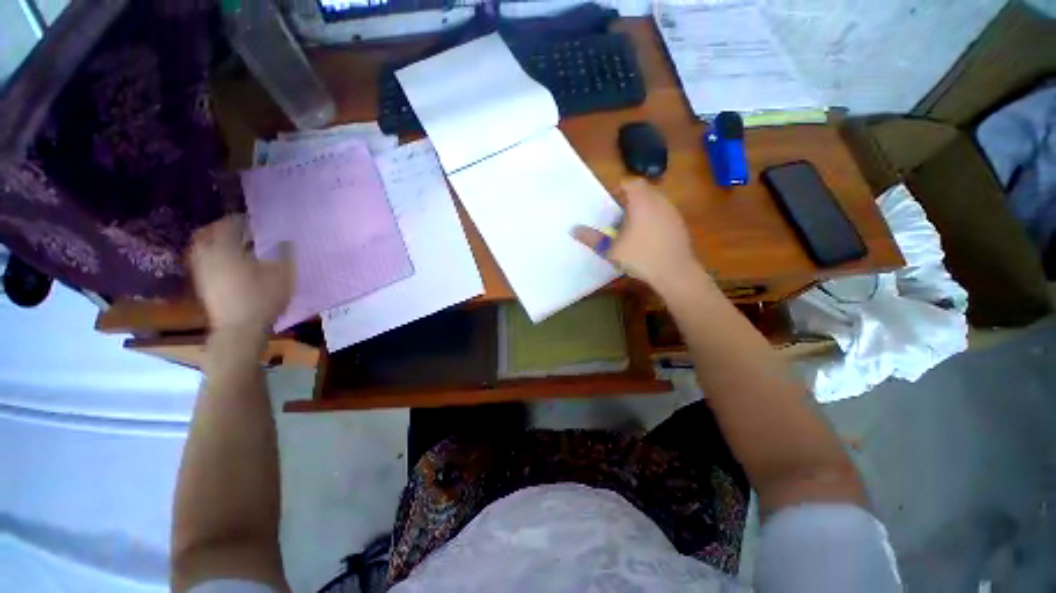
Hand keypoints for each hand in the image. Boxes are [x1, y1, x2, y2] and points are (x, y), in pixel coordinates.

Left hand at [189, 215, 293, 332]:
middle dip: (224, 228)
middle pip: (209, 232)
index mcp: (226, 248)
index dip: (243, 219)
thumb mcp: (282, 274)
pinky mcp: (202, 283)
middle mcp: (208, 254)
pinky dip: (214, 255)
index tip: (257, 221)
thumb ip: (284, 253)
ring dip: (217, 241)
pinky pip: (204, 259)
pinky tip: (229, 262)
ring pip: (203, 246)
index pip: (229, 223)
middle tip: (242, 230)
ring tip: (236, 245)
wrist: (240, 329)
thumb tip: (286, 240)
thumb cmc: (262, 298)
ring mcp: (202, 269)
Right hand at [574, 179, 702, 292]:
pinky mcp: (680, 224)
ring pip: (654, 202)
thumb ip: (592, 238)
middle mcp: (659, 201)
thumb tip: (573, 229)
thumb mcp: (611, 250)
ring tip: (630, 228)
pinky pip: (663, 213)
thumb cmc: (640, 257)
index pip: (629, 182)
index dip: (617, 189)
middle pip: (642, 191)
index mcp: (641, 201)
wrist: (675, 272)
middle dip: (628, 200)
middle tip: (616, 217)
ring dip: (641, 210)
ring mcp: (672, 212)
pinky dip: (652, 219)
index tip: (609, 204)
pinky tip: (646, 238)